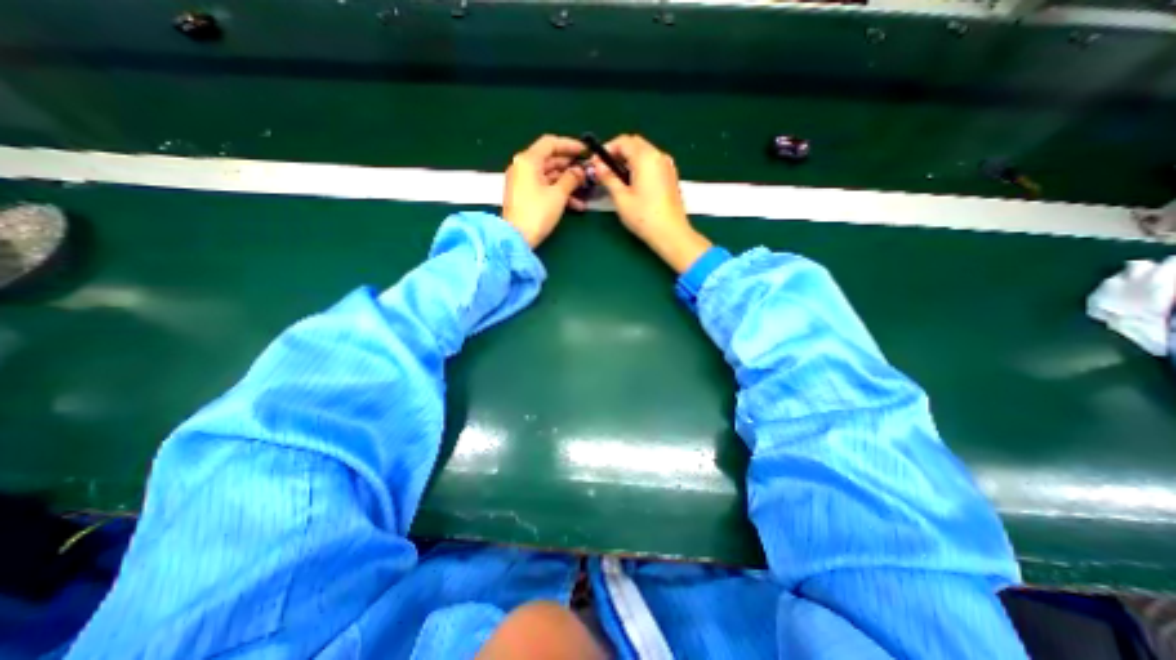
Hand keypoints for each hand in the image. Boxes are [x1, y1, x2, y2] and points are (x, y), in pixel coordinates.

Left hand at [501, 133, 586, 247]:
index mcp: (528, 160)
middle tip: (587, 172)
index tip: (585, 151)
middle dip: (570, 167)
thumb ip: (571, 178)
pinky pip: (544, 188)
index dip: (569, 145)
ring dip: (567, 183)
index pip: (550, 143)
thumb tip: (579, 171)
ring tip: (585, 190)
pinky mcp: (524, 196)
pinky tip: (575, 204)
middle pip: (550, 159)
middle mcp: (522, 167)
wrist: (516, 238)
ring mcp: (522, 182)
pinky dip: (558, 193)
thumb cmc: (537, 213)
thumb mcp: (558, 195)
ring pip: (549, 176)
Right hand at [594, 134, 711, 272]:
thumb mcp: (621, 198)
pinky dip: (639, 166)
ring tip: (616, 178)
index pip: (623, 141)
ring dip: (629, 159)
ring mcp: (667, 166)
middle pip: (635, 144)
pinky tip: (632, 183)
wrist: (671, 233)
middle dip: (618, 153)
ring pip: (644, 153)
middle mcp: (659, 156)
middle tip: (605, 170)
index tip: (596, 163)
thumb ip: (608, 178)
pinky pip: (652, 163)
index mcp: (646, 157)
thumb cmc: (644, 217)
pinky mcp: (670, 177)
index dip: (607, 149)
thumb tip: (599, 166)